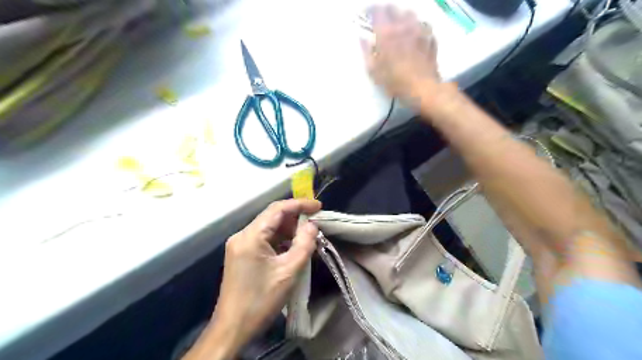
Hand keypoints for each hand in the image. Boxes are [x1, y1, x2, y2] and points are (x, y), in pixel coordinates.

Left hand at [200, 200, 320, 356]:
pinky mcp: (242, 254)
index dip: (300, 204)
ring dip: (289, 230)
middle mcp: (242, 235)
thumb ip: (304, 244)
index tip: (319, 206)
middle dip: (295, 218)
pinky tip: (293, 247)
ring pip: (269, 228)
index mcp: (250, 236)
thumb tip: (312, 225)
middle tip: (316, 223)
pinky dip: (280, 240)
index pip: (277, 209)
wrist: (233, 328)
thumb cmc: (261, 300)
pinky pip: (264, 239)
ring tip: (308, 237)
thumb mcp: (288, 271)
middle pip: (272, 217)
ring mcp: (240, 245)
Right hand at [360, 6, 441, 103]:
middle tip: (380, 21)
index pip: (376, 12)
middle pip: (393, 9)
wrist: (422, 88)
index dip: (369, 11)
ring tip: (398, 25)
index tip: (366, 16)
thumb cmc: (394, 82)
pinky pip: (422, 24)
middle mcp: (402, 26)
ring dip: (401, 17)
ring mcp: (419, 30)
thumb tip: (362, 38)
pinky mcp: (430, 37)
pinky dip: (416, 26)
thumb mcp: (374, 71)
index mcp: (386, 33)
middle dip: (385, 12)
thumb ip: (366, 52)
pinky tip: (414, 34)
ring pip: (409, 13)